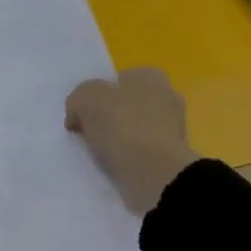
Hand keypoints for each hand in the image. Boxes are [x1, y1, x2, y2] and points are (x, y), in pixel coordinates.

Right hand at [65, 68, 199, 213]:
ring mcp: (172, 130)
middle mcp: (166, 97)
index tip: (81, 114)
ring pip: (132, 131)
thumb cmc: (123, 126)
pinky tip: (112, 168)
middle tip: (86, 134)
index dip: (97, 95)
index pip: (118, 79)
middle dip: (107, 118)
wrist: (155, 174)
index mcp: (151, 77)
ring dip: (116, 141)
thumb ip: (78, 98)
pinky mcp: (170, 158)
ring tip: (96, 155)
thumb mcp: (85, 99)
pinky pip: (139, 154)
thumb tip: (78, 115)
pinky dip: (126, 160)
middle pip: (125, 105)